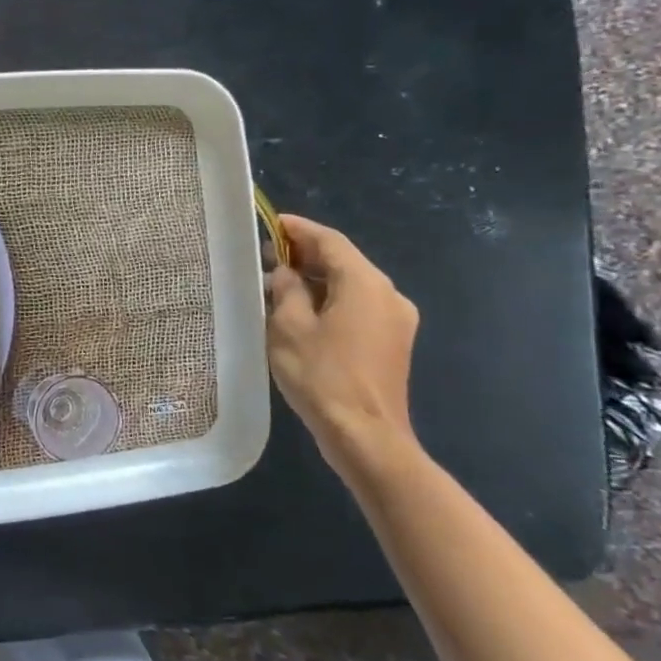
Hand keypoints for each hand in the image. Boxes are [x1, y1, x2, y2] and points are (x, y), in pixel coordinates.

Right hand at [265, 214, 420, 486]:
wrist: (366, 436)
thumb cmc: (322, 376)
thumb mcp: (289, 326)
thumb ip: (286, 289)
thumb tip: (287, 273)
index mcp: (365, 283)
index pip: (330, 241)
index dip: (298, 229)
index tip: (269, 223)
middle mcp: (388, 295)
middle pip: (343, 261)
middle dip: (305, 255)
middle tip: (265, 255)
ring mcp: (395, 320)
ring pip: (350, 285)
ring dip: (315, 280)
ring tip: (276, 284)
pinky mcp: (392, 343)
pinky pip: (357, 307)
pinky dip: (329, 300)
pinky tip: (300, 312)